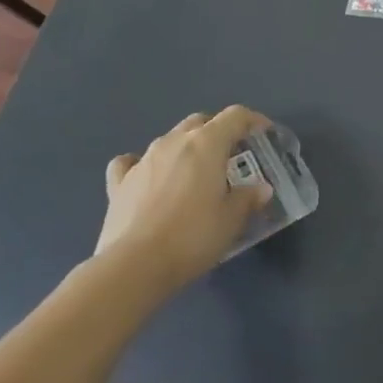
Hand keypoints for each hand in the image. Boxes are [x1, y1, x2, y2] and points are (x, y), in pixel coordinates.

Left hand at [98, 107, 269, 291]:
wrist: (133, 266)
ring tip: (195, 172)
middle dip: (218, 131)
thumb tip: (261, 189)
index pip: (235, 116)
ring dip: (186, 148)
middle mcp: (174, 142)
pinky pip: (131, 162)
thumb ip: (248, 198)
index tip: (264, 133)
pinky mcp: (118, 184)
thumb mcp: (232, 219)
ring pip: (169, 139)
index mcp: (207, 143)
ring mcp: (143, 161)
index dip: (253, 120)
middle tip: (231, 155)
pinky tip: (149, 177)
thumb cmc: (193, 236)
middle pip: (200, 121)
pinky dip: (143, 164)